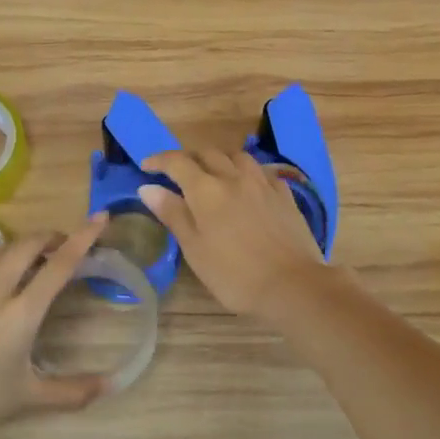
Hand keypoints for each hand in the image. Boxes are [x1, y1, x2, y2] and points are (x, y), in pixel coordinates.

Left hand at [0, 214, 112, 438]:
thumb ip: (71, 391)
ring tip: (26, 265)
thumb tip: (110, 387)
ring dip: (18, 253)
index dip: (83, 237)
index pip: (60, 265)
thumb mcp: (27, 399)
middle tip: (62, 244)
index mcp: (22, 312)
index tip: (100, 217)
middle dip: (49, 237)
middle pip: (26, 246)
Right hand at [137, 148, 332, 321]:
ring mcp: (263, 183)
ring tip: (214, 174)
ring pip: (238, 156)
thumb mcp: (195, 249)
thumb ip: (173, 214)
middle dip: (189, 158)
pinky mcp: (285, 195)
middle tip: (178, 173)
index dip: (160, 160)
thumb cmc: (234, 275)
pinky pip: (262, 172)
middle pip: (208, 153)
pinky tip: (249, 186)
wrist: (292, 285)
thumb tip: (147, 187)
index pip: (177, 162)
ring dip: (220, 159)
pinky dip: (248, 172)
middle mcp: (234, 177)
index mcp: (206, 190)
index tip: (146, 166)